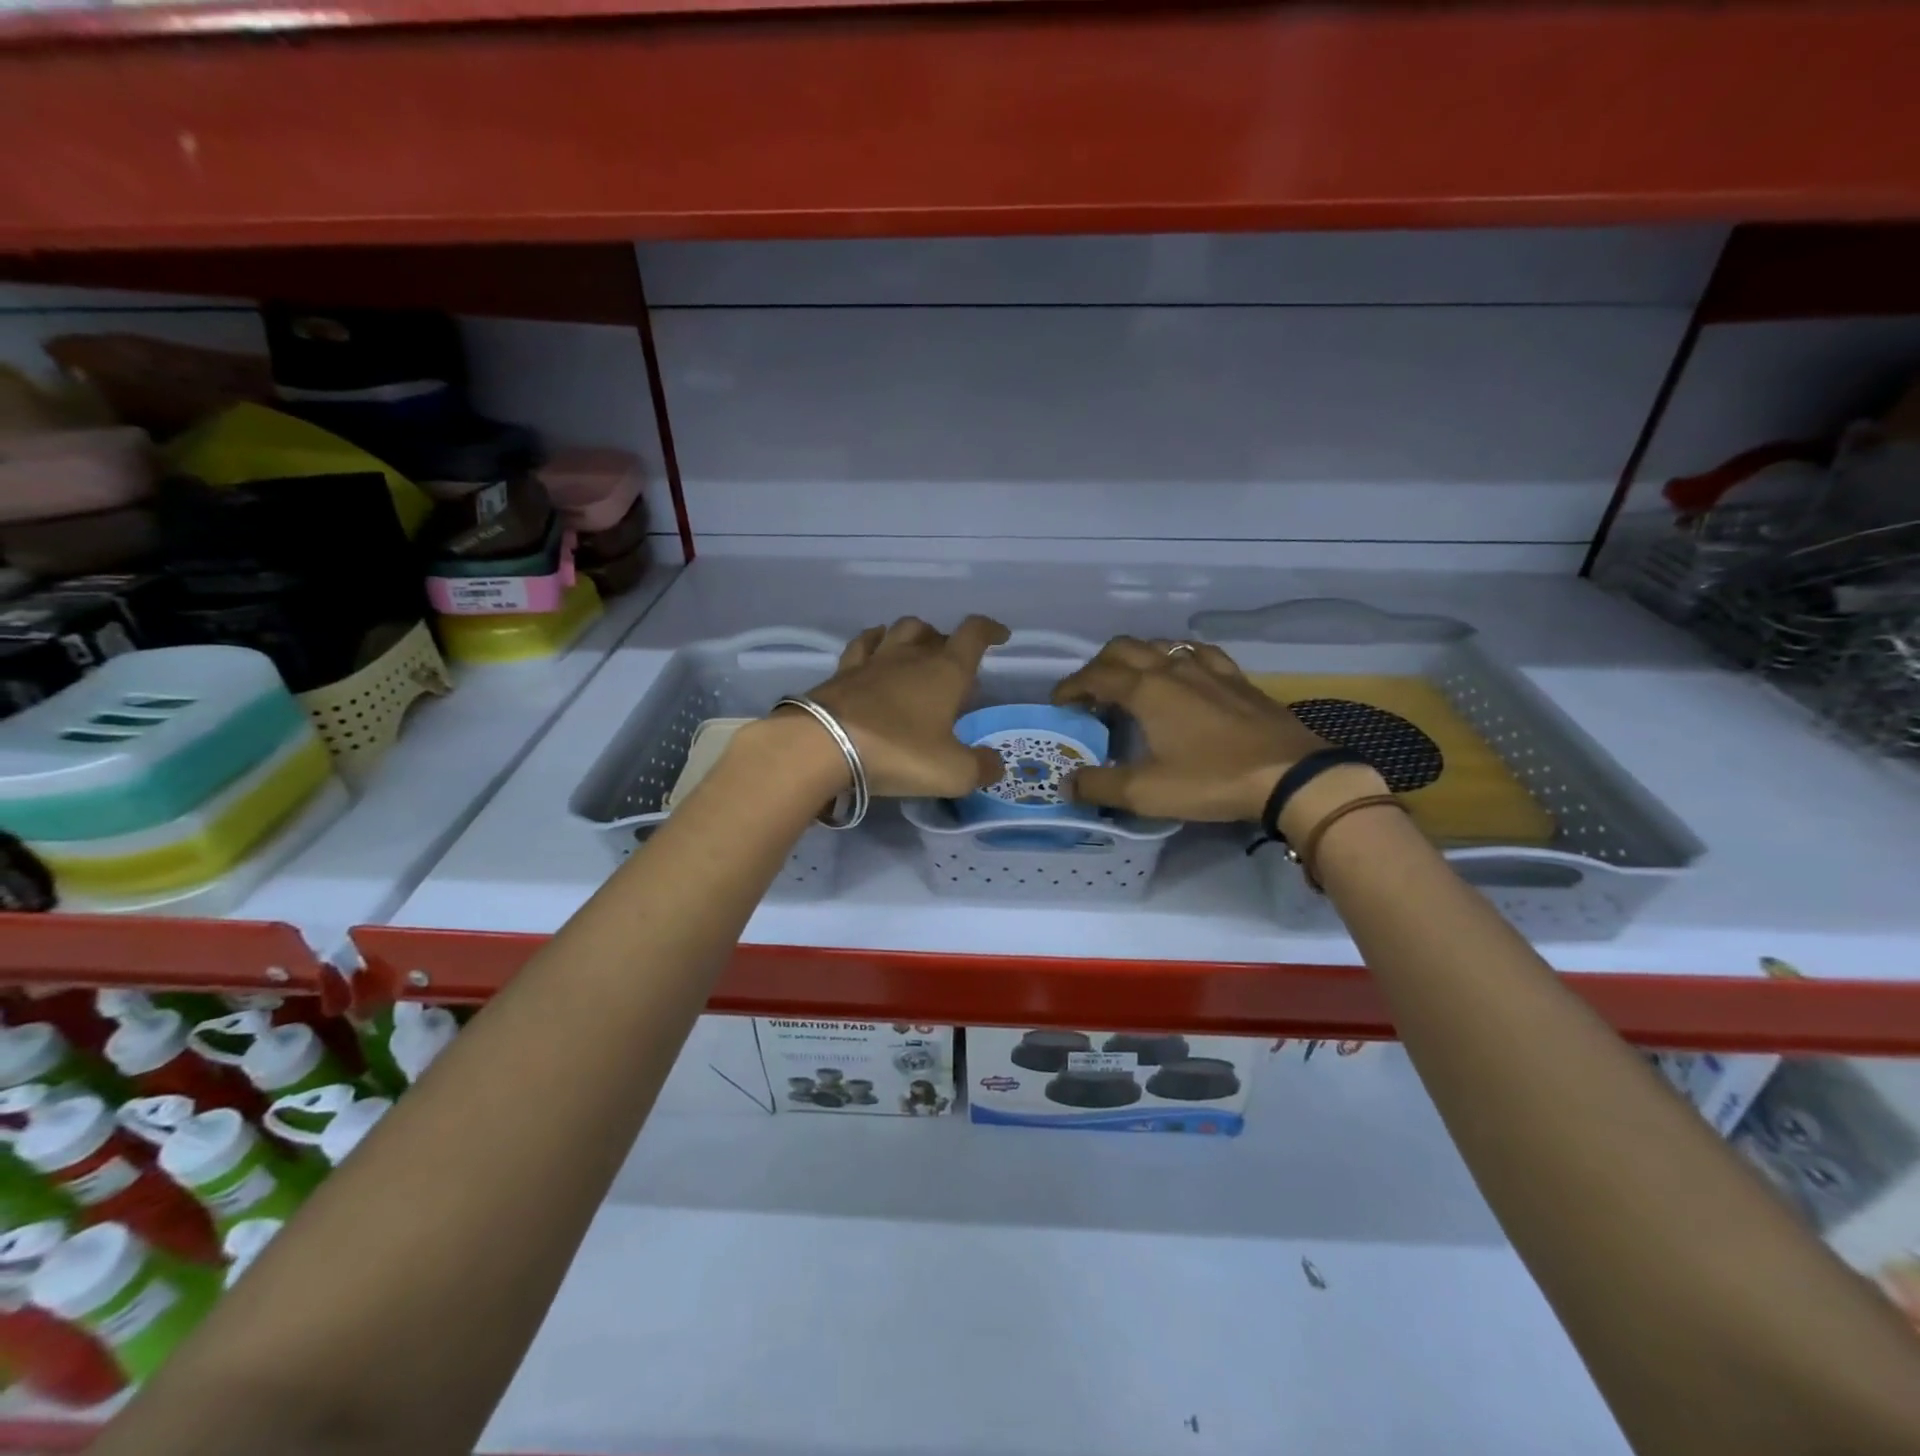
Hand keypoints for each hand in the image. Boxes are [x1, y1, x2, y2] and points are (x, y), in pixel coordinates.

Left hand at [795, 615, 1009, 796]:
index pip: (973, 634)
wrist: (823, 746)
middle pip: (931, 631)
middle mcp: (910, 656)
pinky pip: (862, 645)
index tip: (1000, 636)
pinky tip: (873, 652)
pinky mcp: (841, 673)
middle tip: (950, 664)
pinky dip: (873, 644)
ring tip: (915, 652)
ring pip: (897, 630)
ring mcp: (872, 661)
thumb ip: (980, 768)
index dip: (990, 630)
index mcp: (945, 671)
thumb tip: (994, 765)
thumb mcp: (952, 772)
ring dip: (911, 636)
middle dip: (945, 641)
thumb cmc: (898, 752)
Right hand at [1051, 637, 1331, 820]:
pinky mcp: (1236, 678)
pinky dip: (1177, 657)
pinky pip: (1198, 653)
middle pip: (1123, 649)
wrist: (1291, 776)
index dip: (1071, 687)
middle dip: (1098, 665)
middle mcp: (1172, 668)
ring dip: (1135, 658)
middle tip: (1089, 693)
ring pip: (1160, 645)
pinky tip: (1183, 672)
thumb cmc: (1212, 780)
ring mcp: (1208, 669)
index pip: (1095, 676)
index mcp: (1146, 690)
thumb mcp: (1146, 792)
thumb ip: (1100, 785)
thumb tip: (1068, 784)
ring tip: (1131, 683)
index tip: (1058, 703)